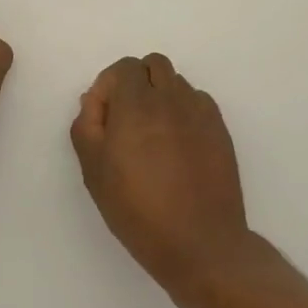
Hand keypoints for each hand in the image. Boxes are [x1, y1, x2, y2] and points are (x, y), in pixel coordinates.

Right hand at [70, 54, 251, 285]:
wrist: (199, 242)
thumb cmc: (137, 209)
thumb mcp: (94, 171)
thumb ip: (87, 126)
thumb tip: (94, 100)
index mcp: (137, 104)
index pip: (124, 68)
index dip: (109, 86)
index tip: (104, 118)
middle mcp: (172, 99)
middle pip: (154, 65)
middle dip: (136, 82)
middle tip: (127, 120)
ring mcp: (201, 114)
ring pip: (178, 83)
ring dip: (161, 96)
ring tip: (153, 135)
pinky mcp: (221, 131)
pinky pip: (198, 103)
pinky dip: (184, 112)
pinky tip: (178, 146)